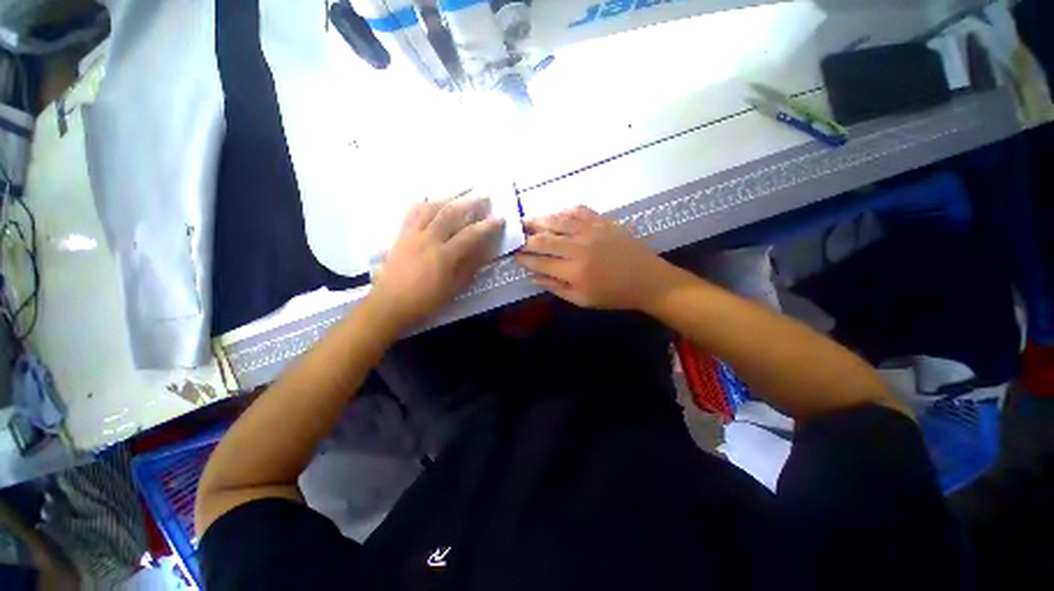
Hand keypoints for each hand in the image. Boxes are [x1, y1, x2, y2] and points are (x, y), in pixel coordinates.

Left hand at [368, 193, 503, 328]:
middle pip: (450, 213)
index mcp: (444, 255)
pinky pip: (412, 212)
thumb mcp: (453, 288)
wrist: (390, 304)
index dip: (487, 226)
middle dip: (469, 202)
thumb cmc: (425, 301)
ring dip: (448, 197)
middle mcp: (428, 239)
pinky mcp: (401, 235)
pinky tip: (431, 200)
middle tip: (483, 195)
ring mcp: (412, 234)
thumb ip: (469, 267)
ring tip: (460, 192)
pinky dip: (424, 203)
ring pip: (431, 208)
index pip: (470, 235)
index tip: (499, 218)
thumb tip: (483, 251)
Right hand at [516, 206, 673, 310]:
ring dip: (539, 220)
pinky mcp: (602, 221)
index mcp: (573, 270)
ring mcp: (591, 231)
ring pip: (557, 220)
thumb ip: (556, 287)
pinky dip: (563, 211)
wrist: (647, 280)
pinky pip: (578, 210)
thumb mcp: (582, 300)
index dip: (524, 259)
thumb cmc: (613, 294)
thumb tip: (533, 277)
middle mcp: (578, 247)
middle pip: (543, 239)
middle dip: (526, 239)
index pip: (539, 261)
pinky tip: (556, 215)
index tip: (515, 257)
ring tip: (527, 221)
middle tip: (517, 238)